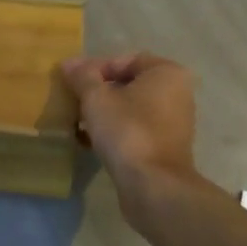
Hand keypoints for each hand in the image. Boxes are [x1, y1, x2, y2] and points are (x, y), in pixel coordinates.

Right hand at [62, 53, 198, 209]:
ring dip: (103, 114)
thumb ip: (82, 76)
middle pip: (128, 85)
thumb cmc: (127, 131)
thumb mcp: (97, 98)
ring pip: (130, 110)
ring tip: (77, 122)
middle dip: (98, 92)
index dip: (96, 68)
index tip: (73, 82)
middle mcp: (177, 94)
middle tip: (73, 101)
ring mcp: (173, 123)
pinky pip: (134, 130)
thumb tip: (69, 63)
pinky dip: (113, 132)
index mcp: (168, 73)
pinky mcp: (164, 148)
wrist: (152, 186)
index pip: (126, 60)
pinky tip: (88, 141)